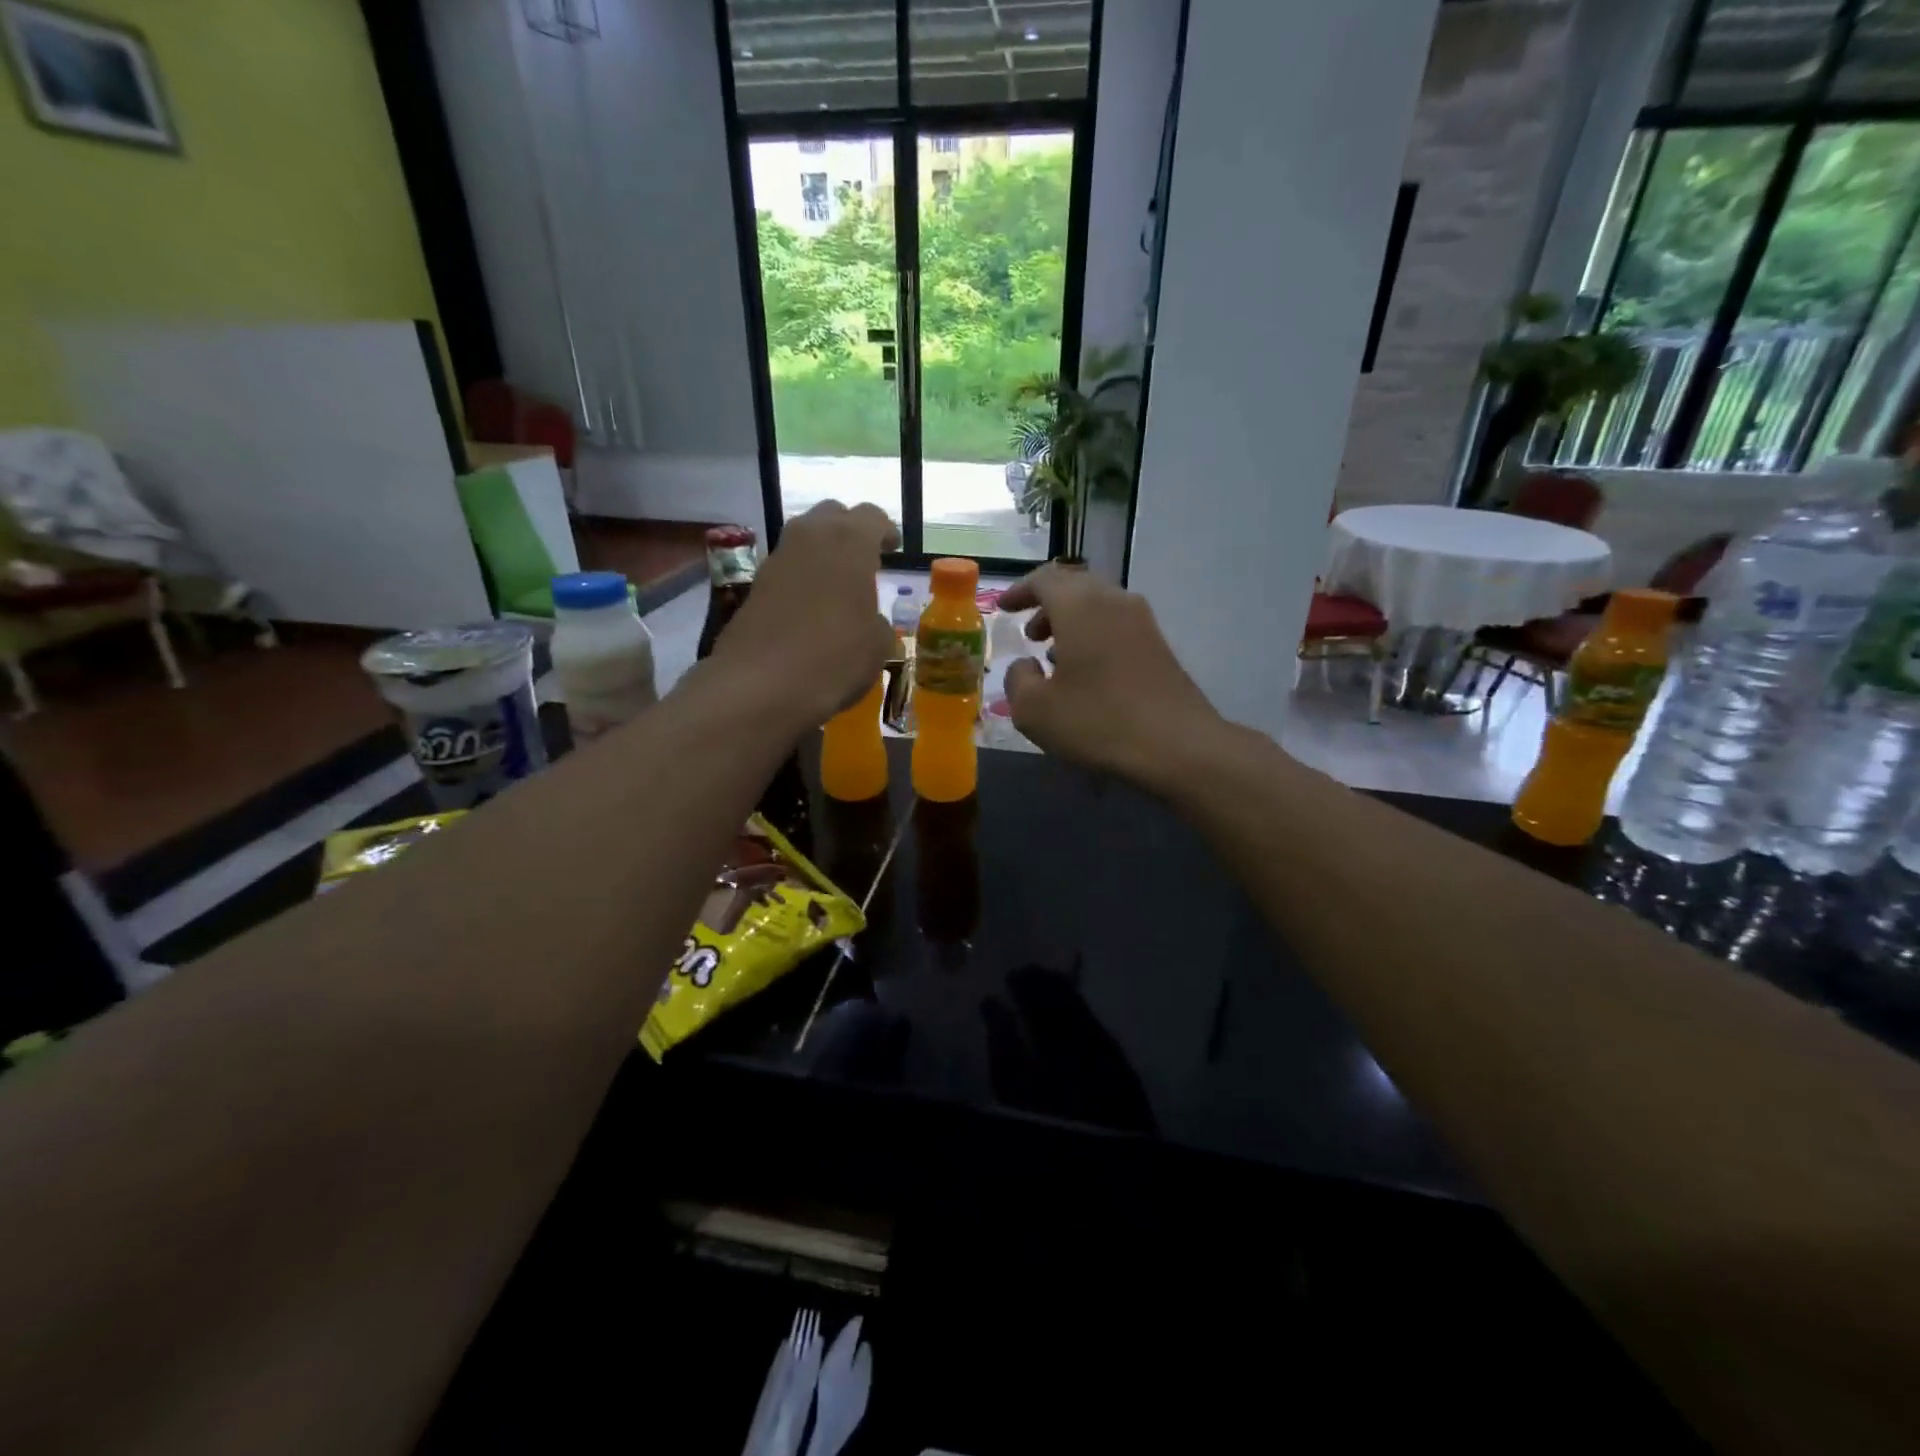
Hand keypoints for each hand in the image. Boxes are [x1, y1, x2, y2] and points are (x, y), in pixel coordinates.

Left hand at [707, 501, 899, 729]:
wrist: (760, 685)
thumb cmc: (834, 658)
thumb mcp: (877, 646)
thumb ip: (878, 623)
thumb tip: (869, 622)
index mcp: (850, 541)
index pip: (872, 517)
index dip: (886, 532)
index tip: (893, 549)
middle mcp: (810, 537)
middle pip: (832, 516)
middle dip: (850, 532)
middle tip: (864, 560)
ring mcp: (777, 559)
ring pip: (805, 540)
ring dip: (822, 554)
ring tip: (838, 585)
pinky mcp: (754, 585)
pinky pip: (787, 569)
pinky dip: (802, 578)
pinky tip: (811, 609)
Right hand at [1000, 564, 1222, 789]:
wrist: (1178, 745)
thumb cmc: (1097, 721)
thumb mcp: (1035, 710)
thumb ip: (1017, 680)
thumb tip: (1026, 666)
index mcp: (1079, 605)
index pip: (1043, 579)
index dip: (1020, 591)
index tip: (1004, 609)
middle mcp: (1113, 600)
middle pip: (1074, 587)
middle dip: (1046, 606)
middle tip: (1029, 635)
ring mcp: (1142, 621)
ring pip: (1098, 606)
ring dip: (1071, 623)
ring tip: (1053, 657)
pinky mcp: (1159, 645)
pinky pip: (1116, 626)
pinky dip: (1094, 637)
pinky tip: (1086, 674)